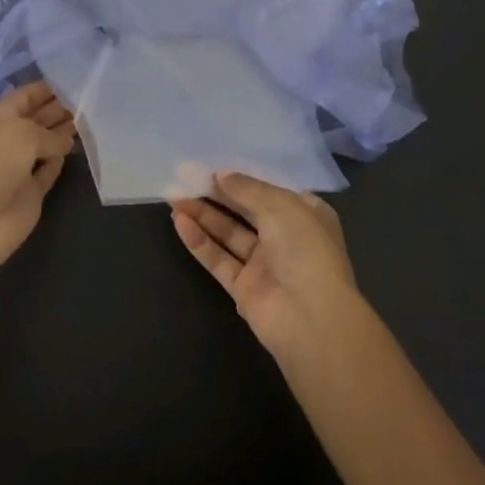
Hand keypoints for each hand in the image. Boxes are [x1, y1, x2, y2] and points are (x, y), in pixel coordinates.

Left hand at [0, 82, 76, 281]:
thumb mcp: (22, 135)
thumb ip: (49, 134)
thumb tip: (65, 142)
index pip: (26, 95)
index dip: (48, 88)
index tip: (78, 80)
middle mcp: (8, 139)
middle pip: (38, 118)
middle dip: (60, 108)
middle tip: (93, 100)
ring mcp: (19, 167)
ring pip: (46, 144)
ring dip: (65, 133)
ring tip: (92, 120)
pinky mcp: (30, 192)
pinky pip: (49, 170)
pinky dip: (61, 161)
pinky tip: (77, 149)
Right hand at [171, 172, 360, 359]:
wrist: (311, 318)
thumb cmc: (305, 250)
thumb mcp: (280, 206)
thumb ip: (247, 189)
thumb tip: (221, 175)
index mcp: (306, 215)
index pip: (271, 192)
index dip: (244, 179)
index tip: (214, 167)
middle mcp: (286, 238)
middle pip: (245, 211)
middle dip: (217, 195)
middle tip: (185, 177)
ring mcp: (264, 265)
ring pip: (228, 234)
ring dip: (203, 215)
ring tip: (174, 196)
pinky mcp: (243, 287)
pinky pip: (218, 259)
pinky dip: (199, 241)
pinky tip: (179, 221)